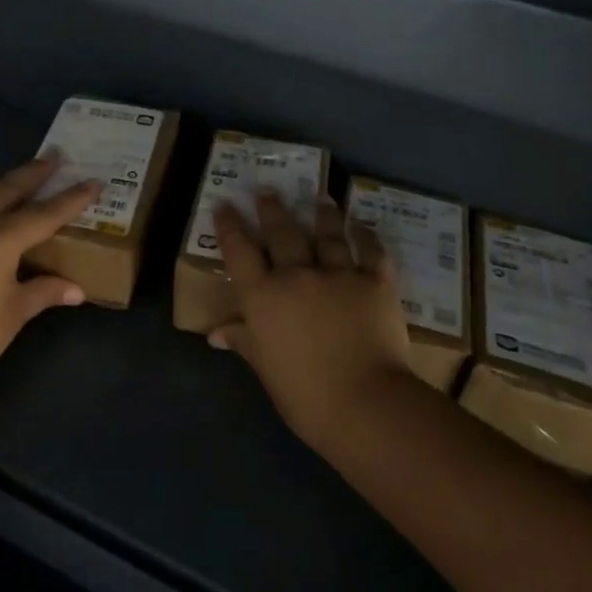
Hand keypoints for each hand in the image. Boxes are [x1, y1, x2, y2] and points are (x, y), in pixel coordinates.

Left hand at [0, 156, 99, 406]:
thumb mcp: (14, 314)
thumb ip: (45, 292)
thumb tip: (76, 290)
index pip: (44, 213)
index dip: (72, 198)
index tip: (93, 180)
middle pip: (6, 191)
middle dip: (33, 173)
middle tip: (54, 156)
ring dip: (0, 200)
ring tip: (17, 201)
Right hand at [208, 191, 414, 448]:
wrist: (365, 402)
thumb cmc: (305, 395)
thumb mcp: (265, 369)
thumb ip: (244, 341)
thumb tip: (216, 333)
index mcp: (264, 296)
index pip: (239, 251)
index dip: (230, 226)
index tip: (225, 204)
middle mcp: (297, 274)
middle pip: (282, 232)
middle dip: (272, 208)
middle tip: (267, 189)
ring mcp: (339, 274)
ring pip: (327, 233)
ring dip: (322, 212)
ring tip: (319, 196)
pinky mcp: (375, 281)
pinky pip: (370, 250)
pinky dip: (366, 235)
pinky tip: (361, 225)